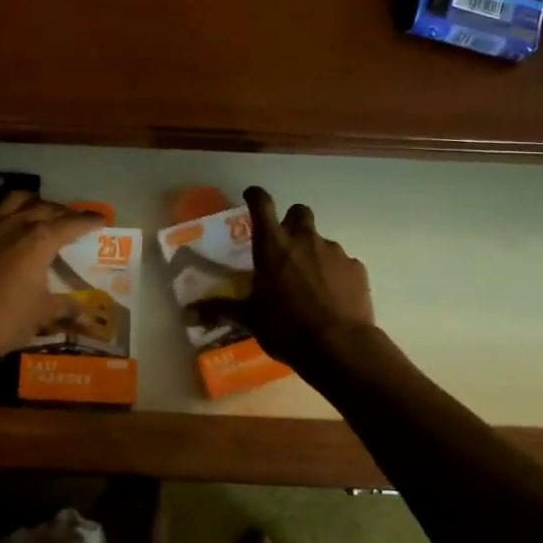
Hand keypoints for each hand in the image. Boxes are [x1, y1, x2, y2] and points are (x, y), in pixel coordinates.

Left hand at [0, 193, 103, 363]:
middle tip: (72, 221)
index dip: (89, 221)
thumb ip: (64, 308)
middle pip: (45, 207)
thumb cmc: (0, 320)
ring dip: (31, 202)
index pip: (72, 224)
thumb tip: (85, 313)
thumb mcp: (39, 316)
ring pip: (14, 199)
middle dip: (63, 212)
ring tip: (38, 211)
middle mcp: (15, 223)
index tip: (101, 220)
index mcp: (40, 240)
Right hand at [197, 186, 373, 366]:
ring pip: (321, 241)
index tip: (251, 196)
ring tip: (310, 283)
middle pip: (299, 212)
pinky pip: (343, 264)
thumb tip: (185, 313)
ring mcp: (334, 252)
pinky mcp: (357, 268)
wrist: (340, 347)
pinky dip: (336, 274)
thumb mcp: (249, 319)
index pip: (261, 204)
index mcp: (272, 246)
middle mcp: (303, 239)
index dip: (255, 196)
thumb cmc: (286, 328)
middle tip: (285, 246)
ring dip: (313, 254)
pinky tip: (332, 298)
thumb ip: (219, 310)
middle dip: (292, 222)